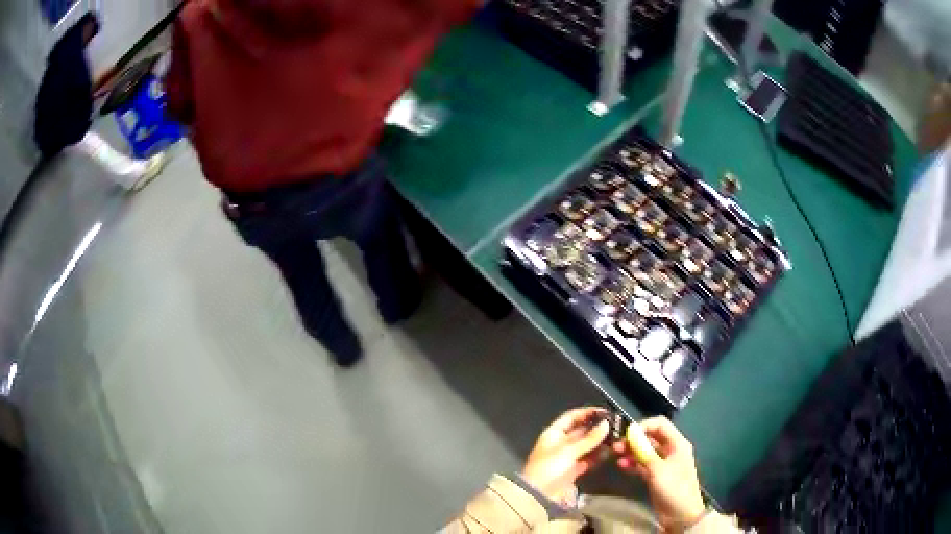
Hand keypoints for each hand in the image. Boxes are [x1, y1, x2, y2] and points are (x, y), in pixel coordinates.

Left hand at [521, 407, 610, 503]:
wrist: (538, 495)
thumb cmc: (549, 468)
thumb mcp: (568, 451)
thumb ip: (589, 439)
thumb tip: (606, 424)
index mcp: (553, 434)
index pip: (571, 417)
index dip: (587, 413)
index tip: (605, 412)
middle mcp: (560, 443)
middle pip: (580, 431)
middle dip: (596, 428)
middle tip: (615, 425)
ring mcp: (566, 457)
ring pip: (585, 446)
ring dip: (599, 442)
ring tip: (616, 438)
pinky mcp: (572, 470)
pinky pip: (587, 459)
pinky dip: (596, 456)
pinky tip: (609, 452)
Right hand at [612, 416, 705, 531]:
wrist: (680, 513)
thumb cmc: (673, 487)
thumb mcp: (658, 469)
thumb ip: (644, 451)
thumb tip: (632, 432)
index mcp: (677, 443)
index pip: (660, 424)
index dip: (643, 426)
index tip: (627, 434)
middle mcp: (670, 450)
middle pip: (651, 438)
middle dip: (634, 440)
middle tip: (616, 447)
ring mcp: (663, 463)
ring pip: (645, 451)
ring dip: (631, 452)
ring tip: (616, 456)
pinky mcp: (656, 475)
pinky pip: (643, 464)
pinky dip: (633, 464)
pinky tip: (622, 466)